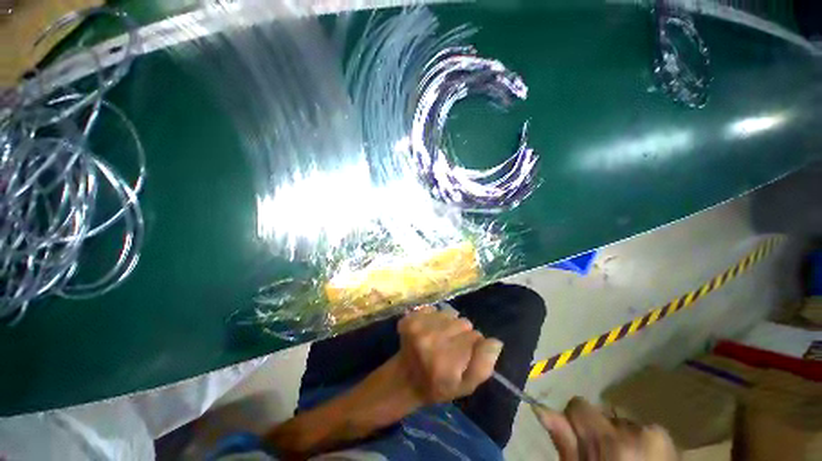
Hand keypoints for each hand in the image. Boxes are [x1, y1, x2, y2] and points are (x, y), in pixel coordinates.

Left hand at [396, 306, 503, 404]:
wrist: (405, 378)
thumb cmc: (438, 386)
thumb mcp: (465, 387)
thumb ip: (483, 366)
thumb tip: (495, 341)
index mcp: (446, 362)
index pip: (476, 337)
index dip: (473, 345)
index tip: (464, 354)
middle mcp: (431, 340)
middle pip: (463, 322)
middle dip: (462, 333)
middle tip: (451, 347)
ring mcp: (418, 327)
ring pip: (450, 313)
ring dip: (449, 324)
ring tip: (440, 338)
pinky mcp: (410, 317)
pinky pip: (434, 309)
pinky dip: (435, 318)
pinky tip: (428, 331)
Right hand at [533, 397, 678, 460]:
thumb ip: (564, 442)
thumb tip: (541, 409)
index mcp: (612, 441)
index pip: (578, 405)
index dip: (574, 423)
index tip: (579, 444)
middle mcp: (637, 430)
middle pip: (601, 414)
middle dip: (599, 433)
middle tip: (604, 460)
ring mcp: (658, 434)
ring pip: (621, 422)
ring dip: (618, 438)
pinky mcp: (670, 439)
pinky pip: (641, 430)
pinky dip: (636, 442)